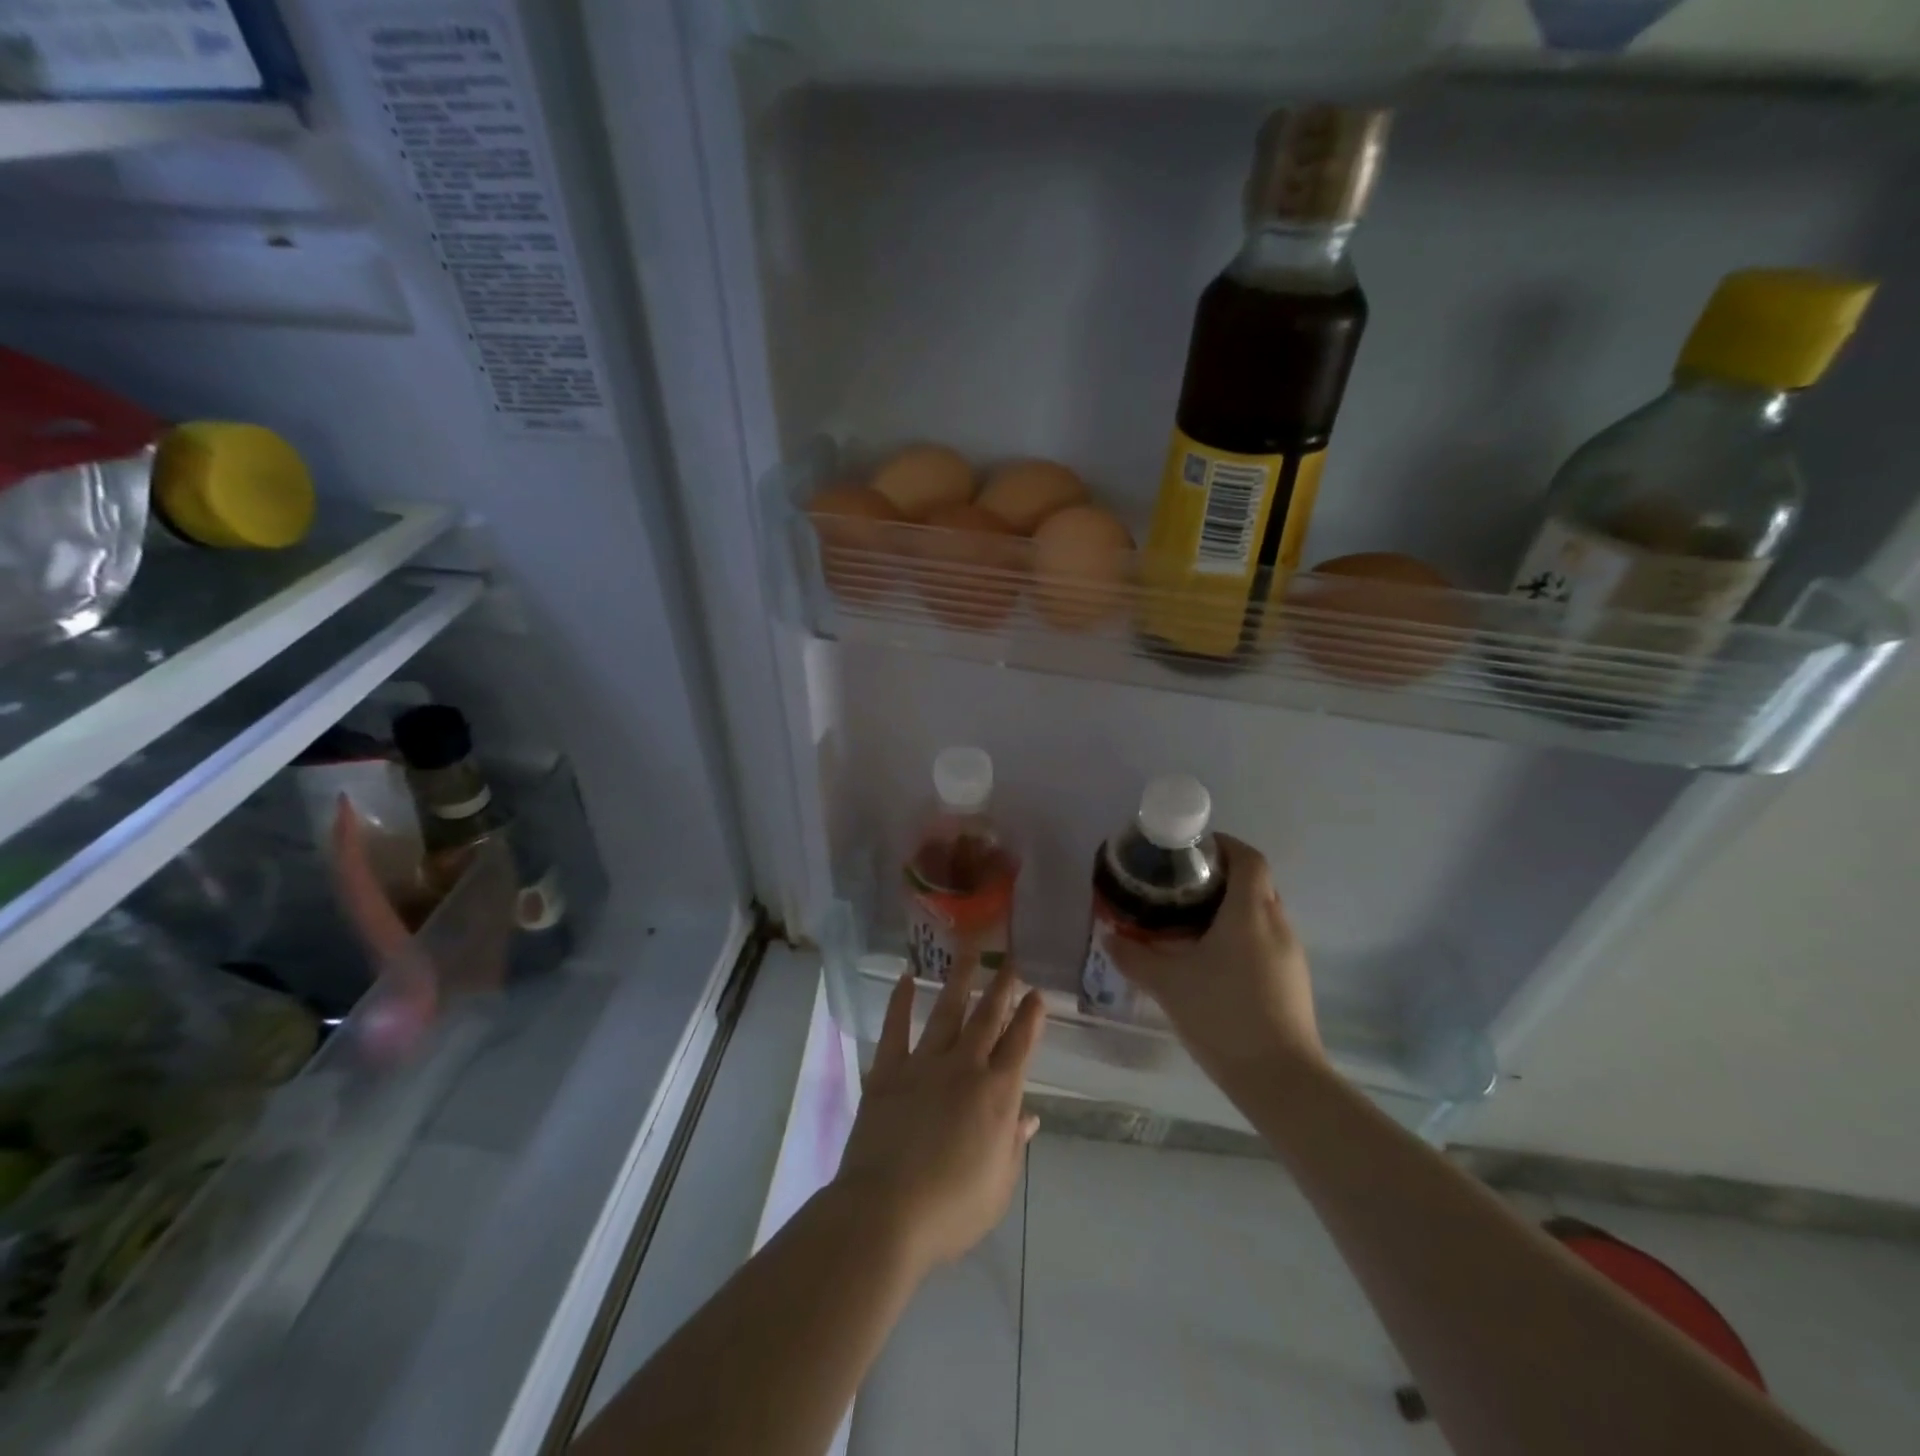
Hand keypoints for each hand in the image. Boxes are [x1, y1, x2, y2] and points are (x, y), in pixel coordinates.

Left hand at [832, 962, 1044, 1277]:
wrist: (885, 1213)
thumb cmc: (950, 1211)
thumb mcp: (998, 1187)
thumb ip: (1013, 1145)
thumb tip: (1028, 1116)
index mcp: (997, 1096)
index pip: (1020, 1046)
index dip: (1031, 1018)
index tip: (1037, 993)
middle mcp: (964, 1068)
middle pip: (987, 1019)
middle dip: (1001, 988)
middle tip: (1010, 962)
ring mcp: (924, 1064)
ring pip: (947, 1012)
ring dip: (959, 981)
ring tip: (968, 952)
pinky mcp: (888, 1071)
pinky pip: (896, 1028)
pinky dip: (900, 1002)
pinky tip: (906, 979)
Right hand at [1106, 835, 1324, 1089]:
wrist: (1280, 1079)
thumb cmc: (1223, 1015)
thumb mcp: (1168, 983)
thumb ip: (1134, 957)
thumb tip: (1108, 937)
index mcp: (1250, 912)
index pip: (1248, 858)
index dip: (1224, 845)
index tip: (1192, 850)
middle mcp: (1277, 924)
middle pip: (1255, 883)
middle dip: (1220, 877)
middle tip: (1180, 887)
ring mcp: (1290, 954)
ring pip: (1261, 913)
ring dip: (1230, 909)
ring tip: (1190, 923)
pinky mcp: (1293, 980)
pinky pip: (1266, 940)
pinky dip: (1241, 936)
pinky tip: (1212, 962)